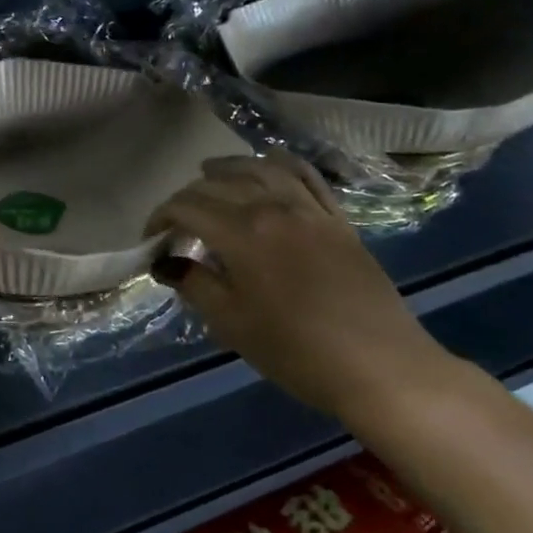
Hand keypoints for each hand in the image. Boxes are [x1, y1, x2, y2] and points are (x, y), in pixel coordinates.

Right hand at [146, 153, 452, 421]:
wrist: (381, 368)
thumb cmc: (295, 351)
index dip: (160, 219)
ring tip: (209, 172)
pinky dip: (280, 164)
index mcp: (241, 233)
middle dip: (187, 198)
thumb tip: (165, 262)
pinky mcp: (338, 220)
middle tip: (175, 223)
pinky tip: (268, 164)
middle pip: (218, 186)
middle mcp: (273, 208)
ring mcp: (310, 210)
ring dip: (228, 168)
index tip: (150, 241)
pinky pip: (306, 177)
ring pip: (260, 171)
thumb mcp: (231, 323)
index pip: (186, 207)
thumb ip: (194, 284)